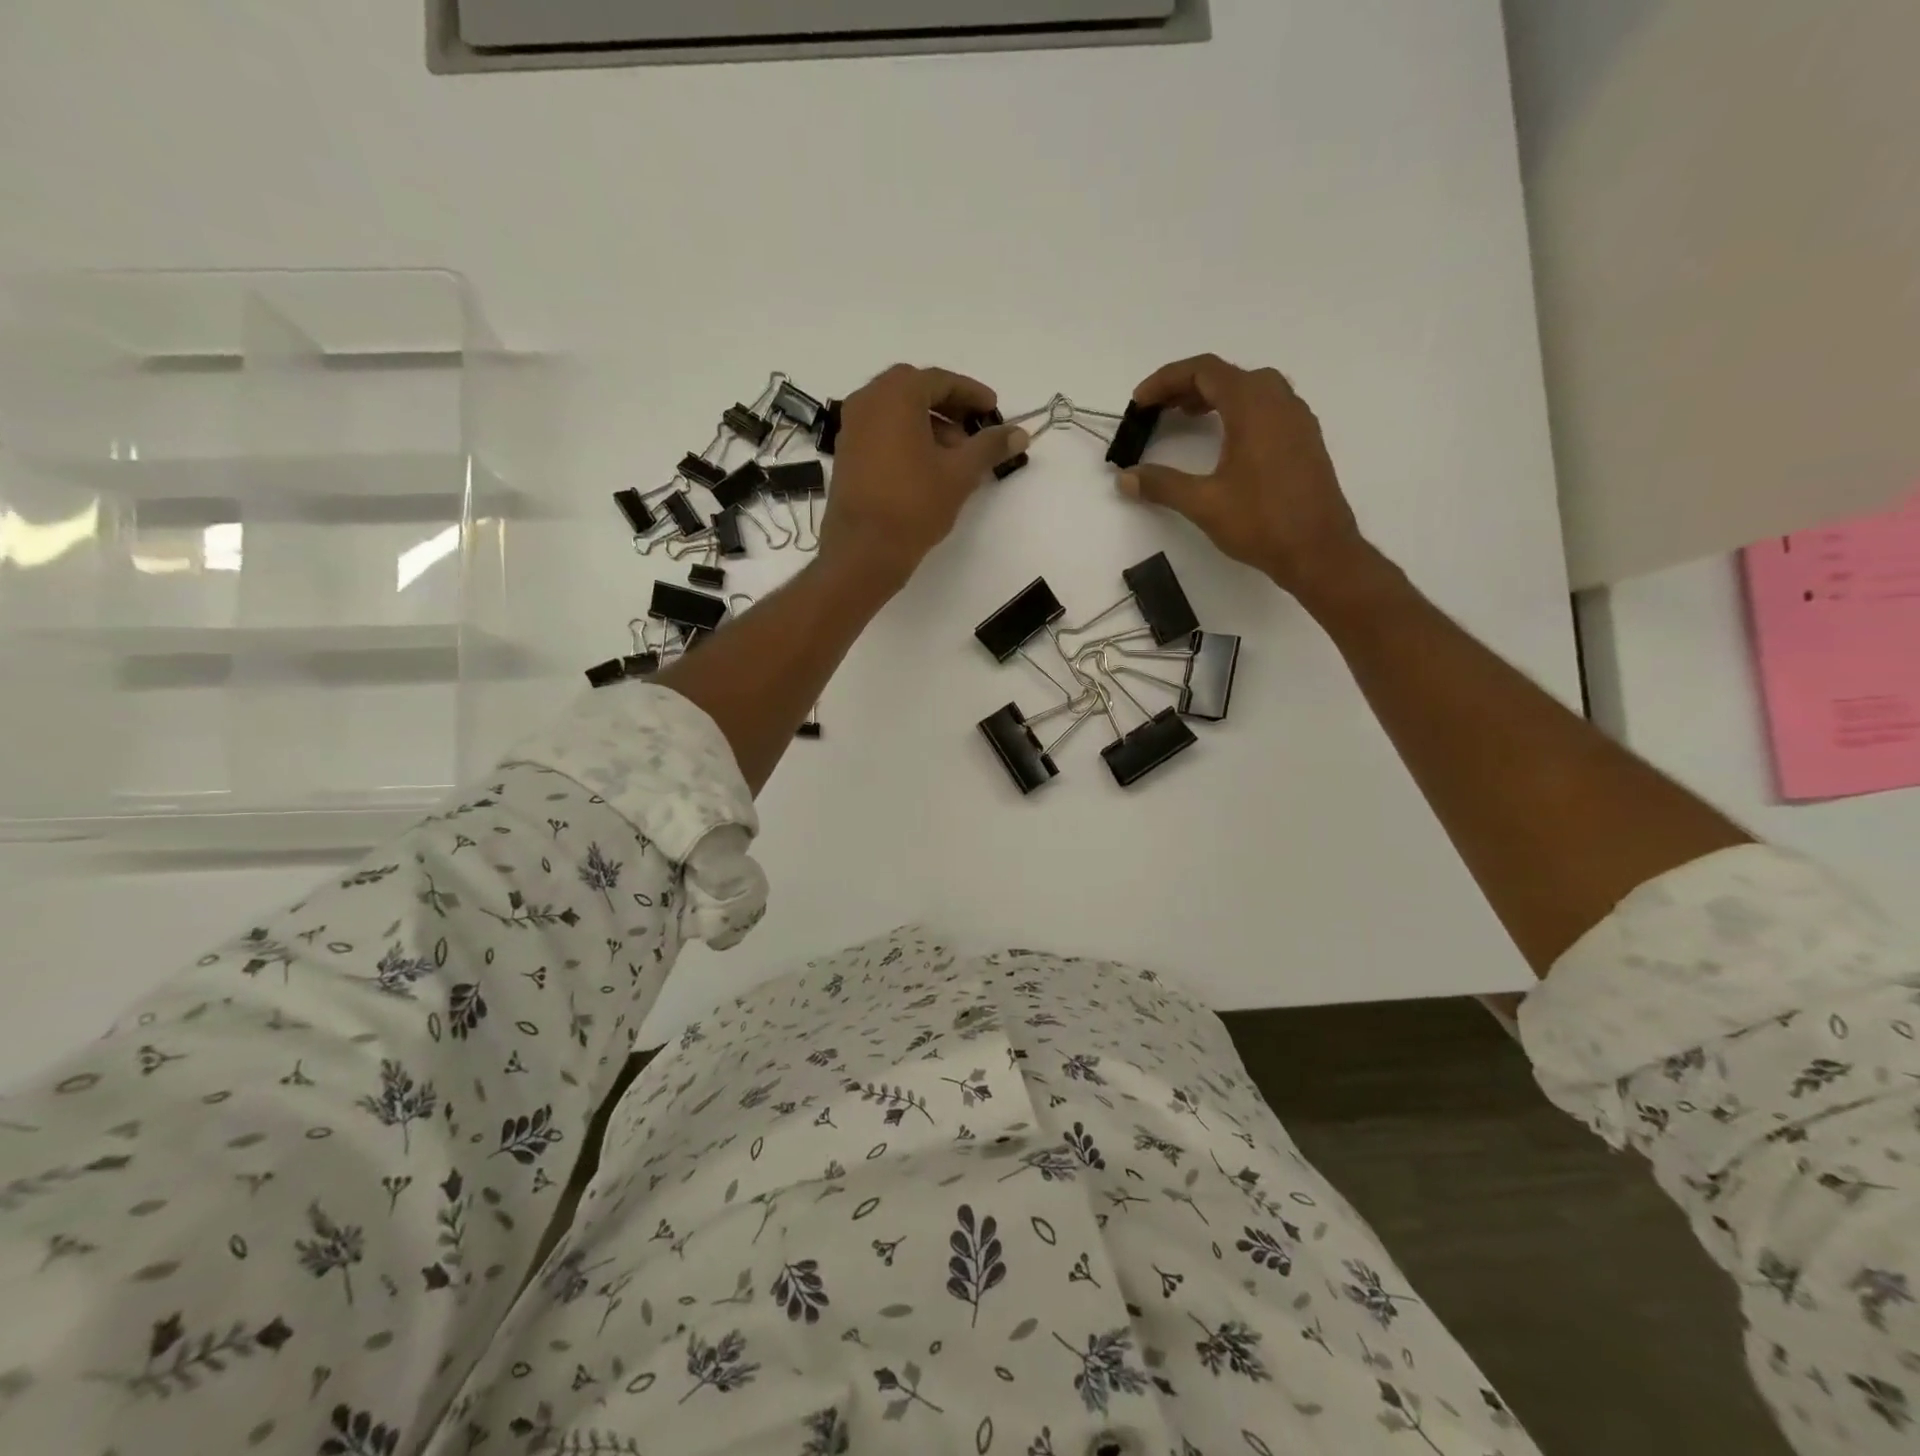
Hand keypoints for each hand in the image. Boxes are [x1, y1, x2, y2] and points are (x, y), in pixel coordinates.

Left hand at [817, 365, 1029, 587]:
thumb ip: (990, 446)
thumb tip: (1020, 433)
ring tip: (955, 456)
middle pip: (915, 391)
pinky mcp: (846, 454)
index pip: (941, 381)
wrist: (864, 550)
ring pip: (897, 412)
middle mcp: (868, 401)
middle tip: (974, 430)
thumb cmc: (914, 504)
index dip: (971, 394)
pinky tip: (928, 467)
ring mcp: (852, 427)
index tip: (992, 410)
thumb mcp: (960, 473)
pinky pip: (881, 431)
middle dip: (949, 407)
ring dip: (929, 424)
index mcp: (896, 395)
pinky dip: (906, 438)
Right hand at [1117, 354, 1370, 603]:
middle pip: (1227, 374)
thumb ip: (1162, 484)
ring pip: (1250, 389)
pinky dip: (1237, 411)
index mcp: (1253, 406)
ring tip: (1186, 418)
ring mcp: (1296, 419)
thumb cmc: (1261, 521)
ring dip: (1214, 397)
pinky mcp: (1304, 440)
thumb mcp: (1203, 503)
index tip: (1140, 402)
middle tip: (1158, 410)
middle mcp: (1278, 401)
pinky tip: (1224, 440)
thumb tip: (1125, 477)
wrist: (1319, 550)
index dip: (1166, 380)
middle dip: (1187, 386)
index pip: (1204, 370)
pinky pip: (1267, 407)